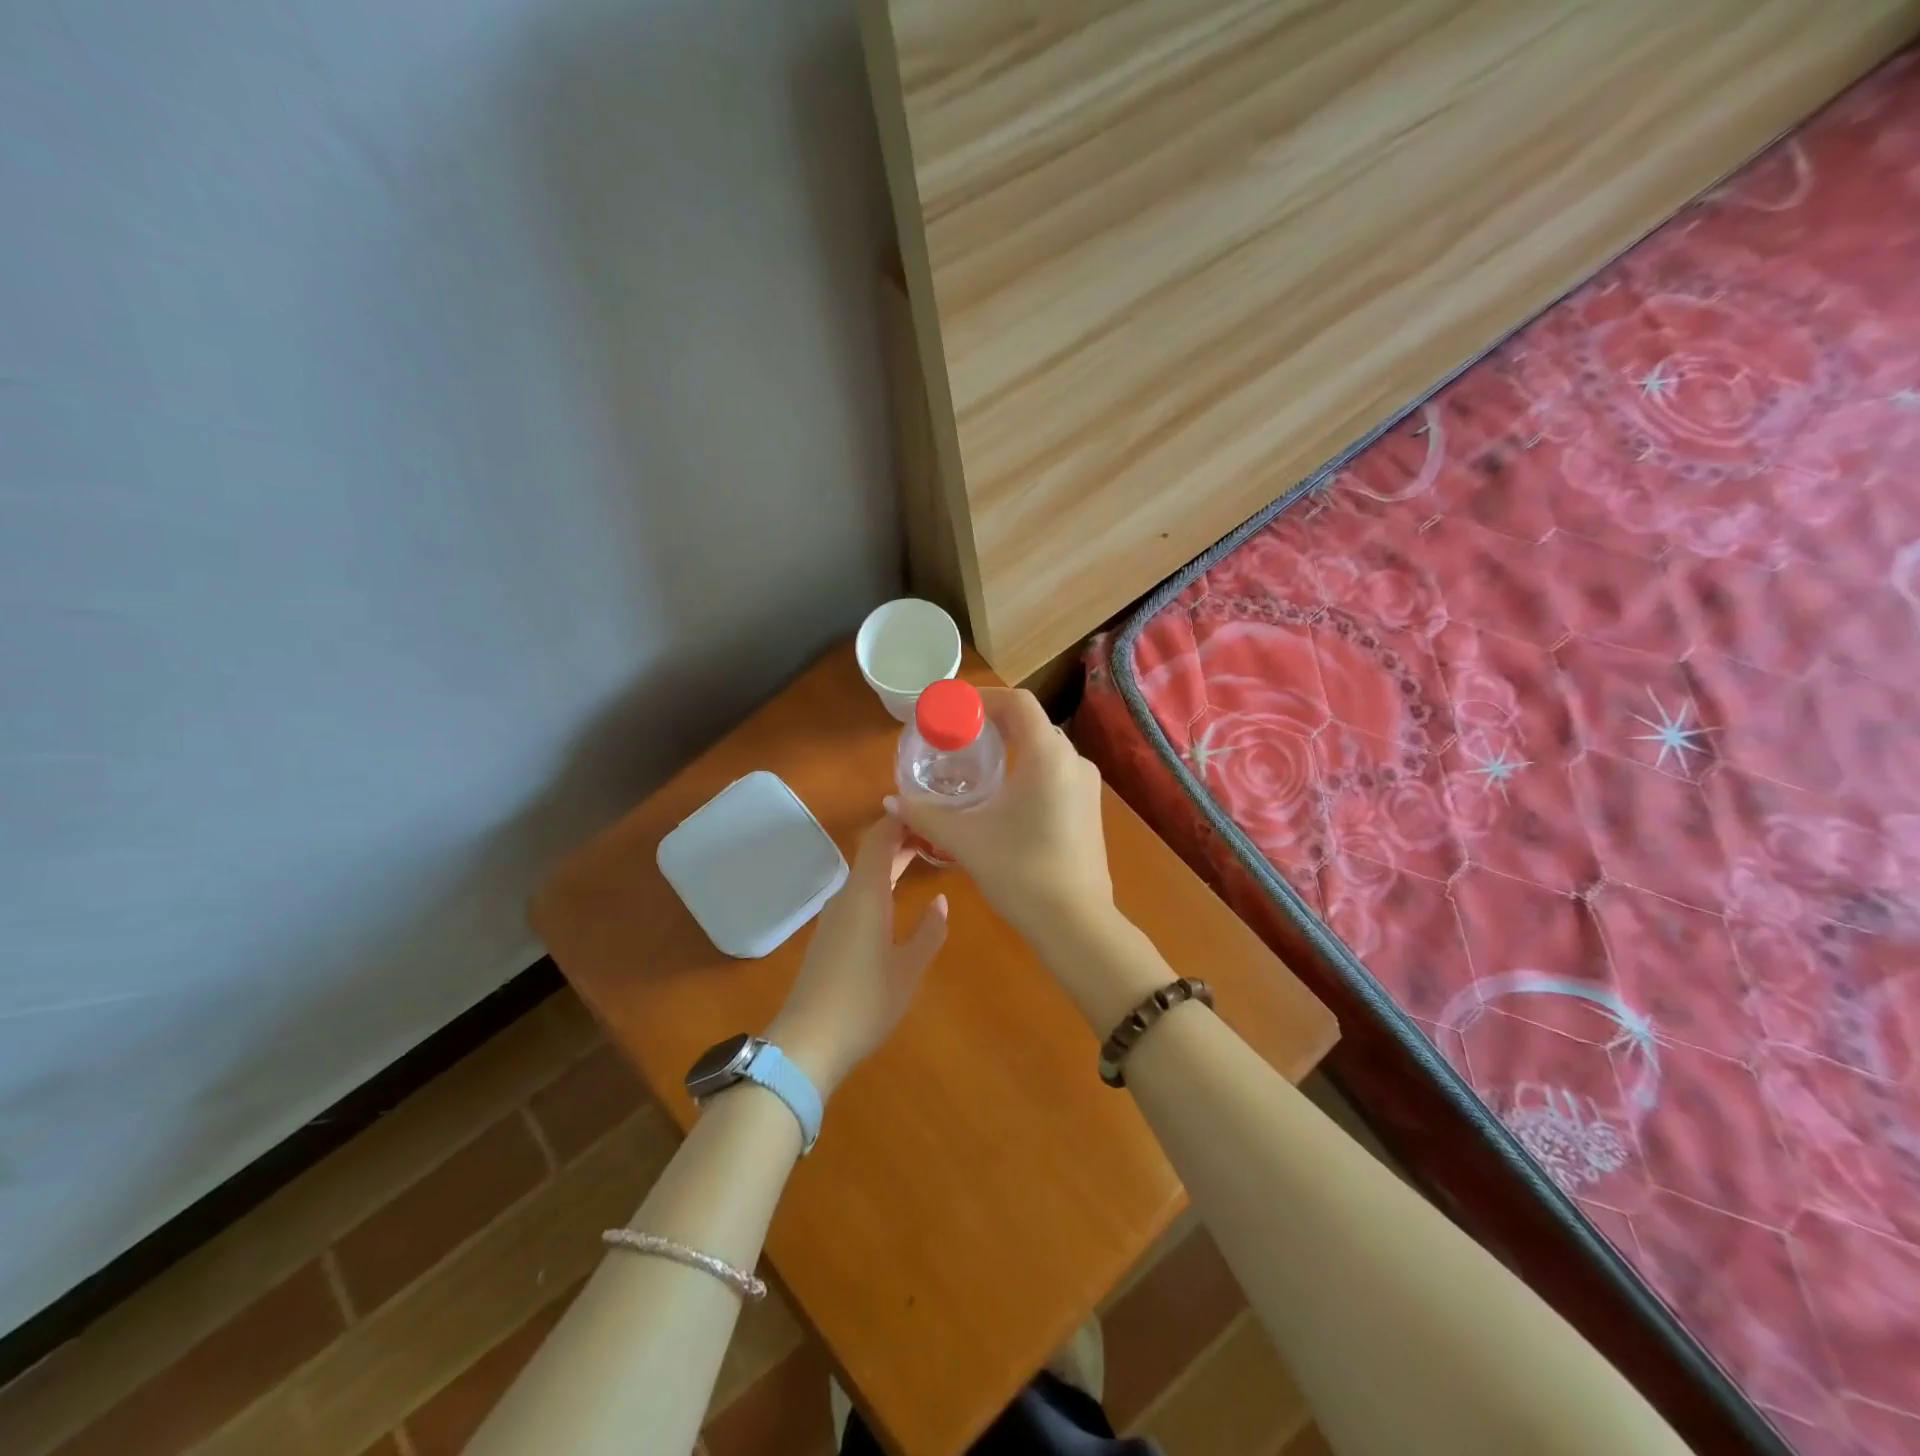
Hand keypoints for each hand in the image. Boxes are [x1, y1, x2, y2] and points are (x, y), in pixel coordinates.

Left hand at [765, 813, 947, 1096]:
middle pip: (874, 851)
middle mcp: (847, 896)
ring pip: (867, 873)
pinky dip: (883, 881)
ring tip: (928, 856)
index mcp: (866, 893)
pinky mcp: (831, 935)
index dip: (904, 817)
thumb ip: (929, 931)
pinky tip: (900, 894)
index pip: (881, 837)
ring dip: (894, 860)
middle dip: (905, 837)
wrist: (808, 1043)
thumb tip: (941, 901)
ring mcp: (836, 916)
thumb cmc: (864, 1002)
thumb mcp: (909, 969)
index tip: (934, 809)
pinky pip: (860, 893)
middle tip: (942, 833)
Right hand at [885, 687, 1113, 945]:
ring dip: (1011, 749)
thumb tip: (891, 801)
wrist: (1076, 924)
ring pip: (1044, 750)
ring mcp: (1087, 786)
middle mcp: (1073, 761)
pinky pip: (1055, 773)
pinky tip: (1003, 798)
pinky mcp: (1090, 809)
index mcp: (1047, 755)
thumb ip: (925, 814)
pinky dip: (1027, 771)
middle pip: (1030, 724)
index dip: (982, 699)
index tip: (951, 712)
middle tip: (955, 739)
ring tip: (975, 767)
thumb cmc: (1020, 871)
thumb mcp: (965, 839)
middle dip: (992, 725)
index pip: (1017, 702)